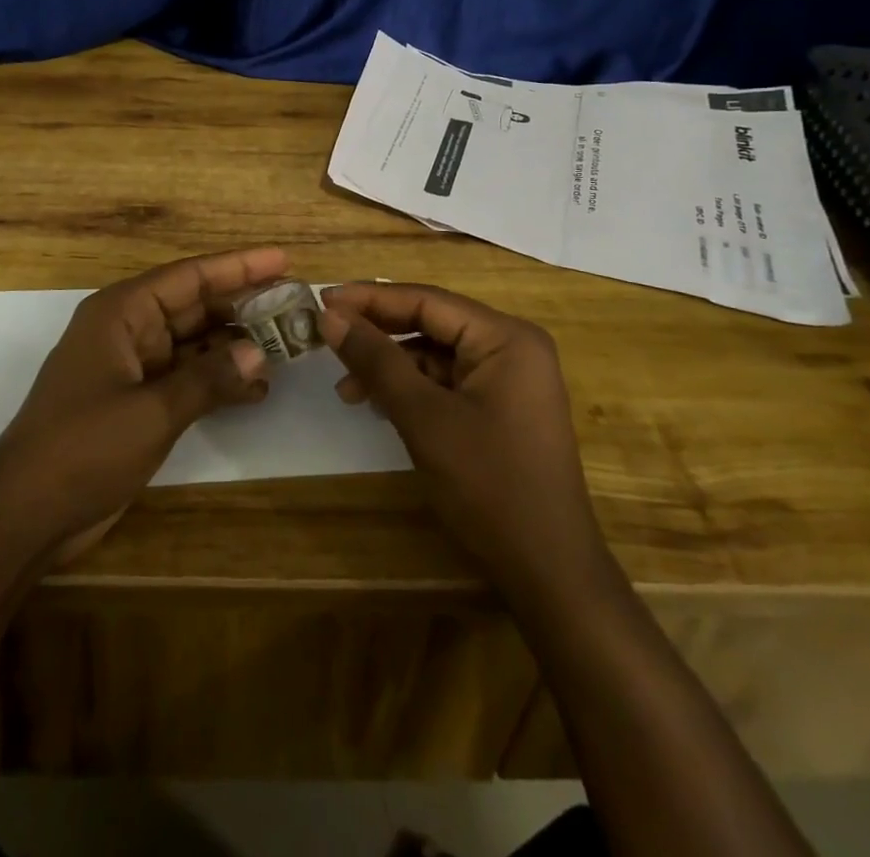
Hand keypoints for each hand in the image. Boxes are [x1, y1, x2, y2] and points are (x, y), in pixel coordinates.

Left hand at [0, 247, 283, 563]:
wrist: (26, 513)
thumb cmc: (83, 447)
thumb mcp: (151, 411)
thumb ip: (208, 379)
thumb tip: (259, 352)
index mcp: (121, 313)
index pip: (189, 276)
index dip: (239, 266)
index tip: (283, 259)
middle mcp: (128, 330)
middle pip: (195, 307)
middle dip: (243, 307)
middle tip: (295, 305)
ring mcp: (132, 367)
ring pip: (194, 343)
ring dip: (235, 346)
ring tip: (286, 347)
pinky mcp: (136, 402)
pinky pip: (186, 378)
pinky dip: (217, 381)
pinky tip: (256, 389)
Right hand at [319, 283, 599, 585]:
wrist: (547, 570)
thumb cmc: (488, 485)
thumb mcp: (423, 417)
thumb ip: (376, 360)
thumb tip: (329, 316)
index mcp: (505, 337)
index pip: (426, 300)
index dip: (370, 298)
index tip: (322, 301)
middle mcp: (512, 346)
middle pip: (431, 323)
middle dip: (378, 333)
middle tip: (327, 339)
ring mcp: (509, 378)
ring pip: (435, 353)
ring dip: (390, 365)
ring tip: (347, 389)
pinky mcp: (501, 407)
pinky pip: (447, 380)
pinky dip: (411, 388)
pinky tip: (379, 405)